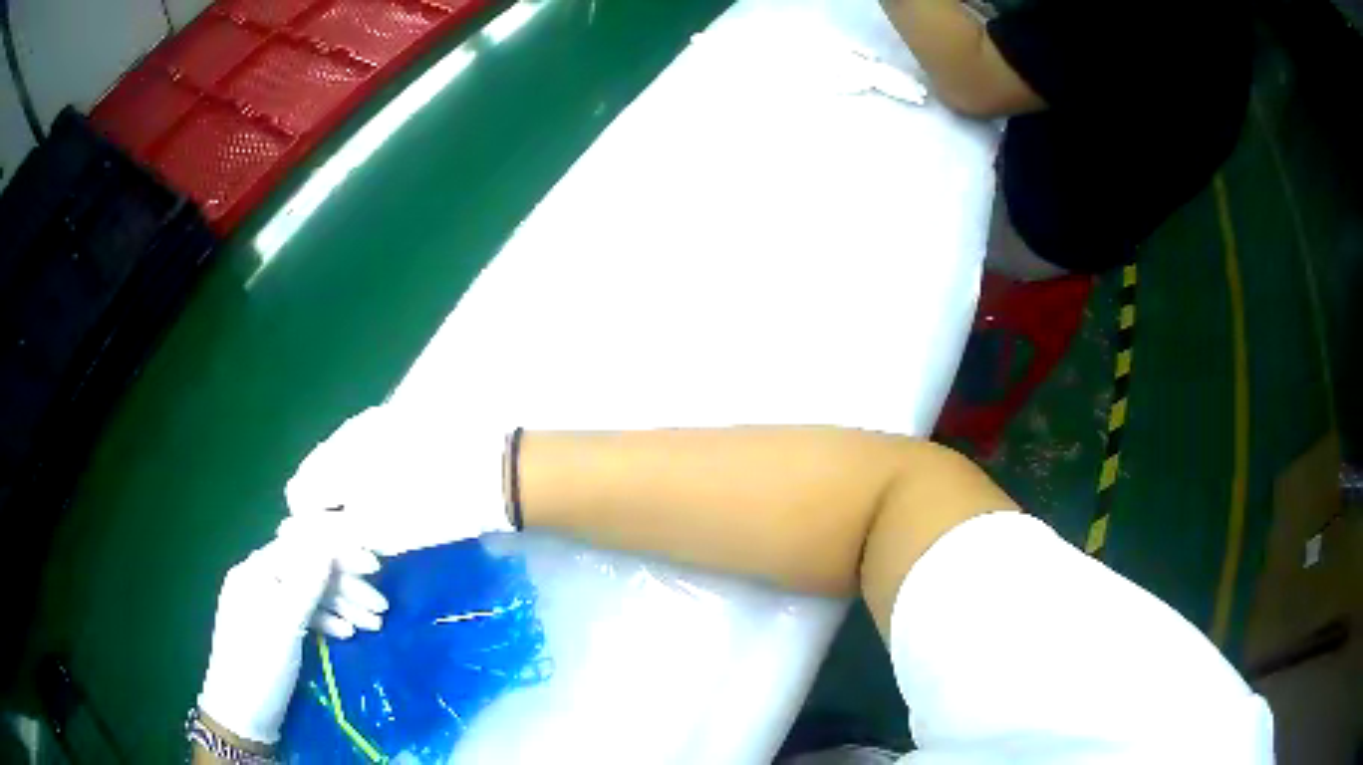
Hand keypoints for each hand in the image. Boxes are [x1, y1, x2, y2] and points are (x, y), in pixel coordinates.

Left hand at [197, 517, 388, 744]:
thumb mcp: (284, 626)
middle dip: (346, 586)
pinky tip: (347, 633)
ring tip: (373, 626)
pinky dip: (328, 620)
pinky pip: (305, 613)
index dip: (339, 554)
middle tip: (381, 609)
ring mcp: (267, 604)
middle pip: (309, 571)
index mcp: (256, 571)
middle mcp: (260, 580)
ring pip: (310, 594)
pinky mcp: (275, 628)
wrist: (242, 713)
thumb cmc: (260, 666)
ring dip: (342, 605)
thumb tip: (328, 545)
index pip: (302, 548)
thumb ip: (306, 585)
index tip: (375, 568)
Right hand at [285, 405, 512, 554]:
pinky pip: (368, 451)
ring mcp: (376, 421)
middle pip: (319, 474)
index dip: (312, 526)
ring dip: (351, 492)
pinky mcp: (401, 422)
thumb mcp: (376, 532)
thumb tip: (300, 533)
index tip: (338, 547)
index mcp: (335, 455)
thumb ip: (330, 533)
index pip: (299, 493)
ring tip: (382, 516)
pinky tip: (399, 492)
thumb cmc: (431, 508)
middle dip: (330, 508)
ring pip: (343, 463)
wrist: (495, 469)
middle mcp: (347, 430)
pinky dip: (372, 476)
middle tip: (360, 536)